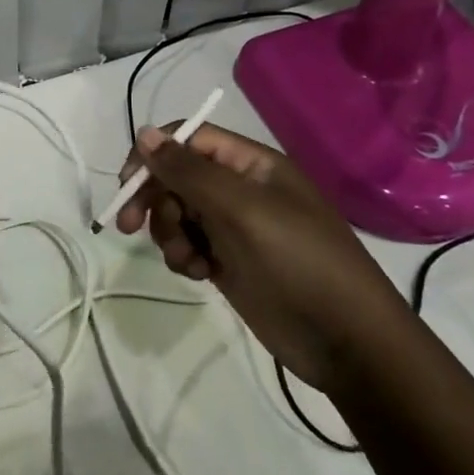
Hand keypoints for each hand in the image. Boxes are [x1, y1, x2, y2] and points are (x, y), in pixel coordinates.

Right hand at [114, 121, 412, 391]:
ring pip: (175, 212)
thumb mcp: (241, 209)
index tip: (127, 184)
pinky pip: (187, 244)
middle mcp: (239, 188)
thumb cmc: (298, 262)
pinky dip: (183, 256)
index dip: (152, 155)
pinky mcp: (228, 260)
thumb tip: (143, 132)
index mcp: (250, 163)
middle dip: (153, 199)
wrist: (347, 342)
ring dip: (168, 233)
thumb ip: (189, 171)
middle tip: (127, 225)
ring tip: (189, 260)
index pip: (187, 139)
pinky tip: (200, 274)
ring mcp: (233, 226)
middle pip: (175, 176)